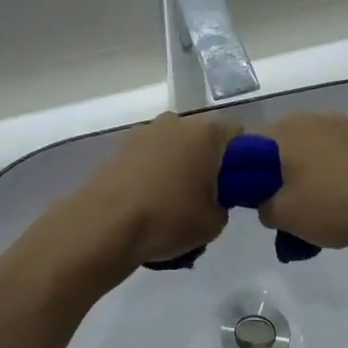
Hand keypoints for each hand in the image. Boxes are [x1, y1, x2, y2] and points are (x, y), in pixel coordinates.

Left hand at [78, 113, 235, 268]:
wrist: (105, 225)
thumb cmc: (169, 218)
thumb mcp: (215, 222)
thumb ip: (225, 202)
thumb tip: (214, 196)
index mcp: (206, 132)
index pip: (238, 133)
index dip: (242, 159)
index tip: (235, 184)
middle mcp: (176, 122)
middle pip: (202, 137)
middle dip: (207, 160)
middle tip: (205, 195)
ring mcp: (144, 131)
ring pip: (173, 145)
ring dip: (178, 165)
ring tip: (172, 201)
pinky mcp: (120, 147)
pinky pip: (149, 156)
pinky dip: (153, 171)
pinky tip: (148, 200)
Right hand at [258, 113, 347, 249]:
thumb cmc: (331, 206)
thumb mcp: (282, 216)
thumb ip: (260, 206)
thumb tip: (264, 200)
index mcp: (285, 129)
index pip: (247, 147)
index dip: (244, 174)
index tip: (253, 198)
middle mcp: (309, 118)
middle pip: (278, 145)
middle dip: (274, 173)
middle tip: (279, 204)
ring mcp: (338, 125)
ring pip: (304, 149)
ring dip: (300, 172)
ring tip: (308, 205)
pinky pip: (328, 153)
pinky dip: (323, 171)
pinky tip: (332, 197)